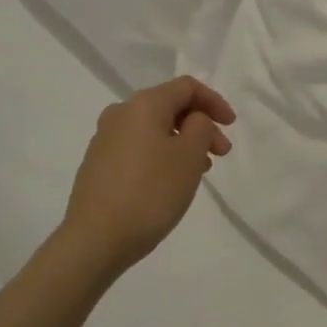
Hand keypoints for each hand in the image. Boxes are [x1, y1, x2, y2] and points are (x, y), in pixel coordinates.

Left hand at [59, 76, 236, 276]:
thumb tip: (192, 121)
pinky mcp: (98, 165)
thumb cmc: (150, 192)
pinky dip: (161, 155)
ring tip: (199, 171)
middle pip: (169, 107)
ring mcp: (104, 140)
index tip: (231, 127)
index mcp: (143, 104)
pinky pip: (139, 148)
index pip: (186, 87)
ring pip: (154, 129)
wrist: (94, 240)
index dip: (214, 102)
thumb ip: (201, 127)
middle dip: (200, 125)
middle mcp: (120, 113)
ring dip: (182, 142)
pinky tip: (170, 182)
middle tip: (220, 153)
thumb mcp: (190, 155)